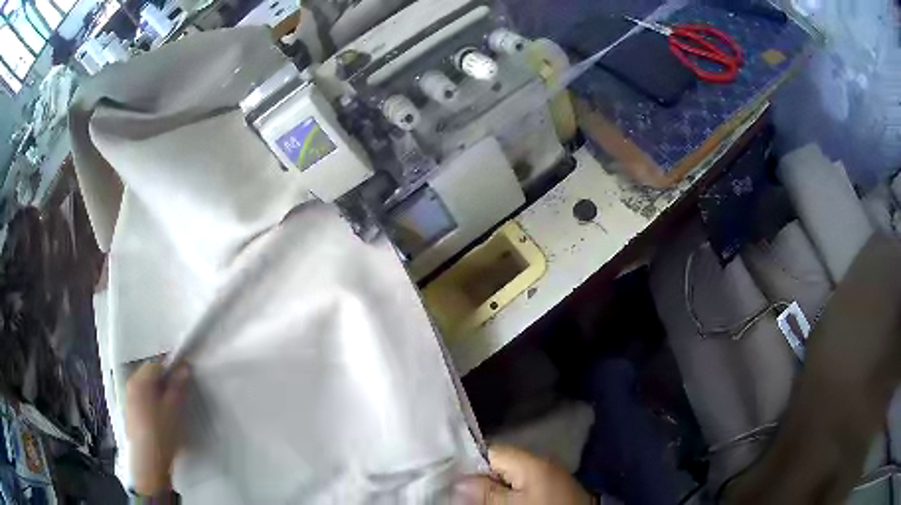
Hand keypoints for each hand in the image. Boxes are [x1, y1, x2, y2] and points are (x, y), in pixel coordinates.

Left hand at [125, 362, 189, 494]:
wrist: (148, 461)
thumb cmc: (161, 432)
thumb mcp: (174, 408)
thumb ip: (179, 386)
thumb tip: (184, 367)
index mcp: (140, 380)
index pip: (157, 364)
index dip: (172, 369)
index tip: (185, 378)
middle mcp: (131, 385)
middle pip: (150, 375)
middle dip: (165, 382)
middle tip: (180, 395)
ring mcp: (129, 399)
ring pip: (147, 389)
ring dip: (160, 393)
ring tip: (173, 408)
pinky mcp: (131, 413)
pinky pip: (144, 399)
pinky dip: (154, 403)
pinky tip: (162, 418)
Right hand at [455, 445, 593, 504]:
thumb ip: (487, 492)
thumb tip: (458, 481)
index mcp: (530, 461)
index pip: (490, 451)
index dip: (469, 463)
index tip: (451, 477)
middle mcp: (539, 462)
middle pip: (498, 464)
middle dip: (480, 477)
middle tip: (462, 492)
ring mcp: (547, 474)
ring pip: (509, 475)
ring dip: (494, 485)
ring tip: (477, 497)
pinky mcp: (552, 486)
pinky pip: (523, 483)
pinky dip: (510, 489)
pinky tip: (501, 499)